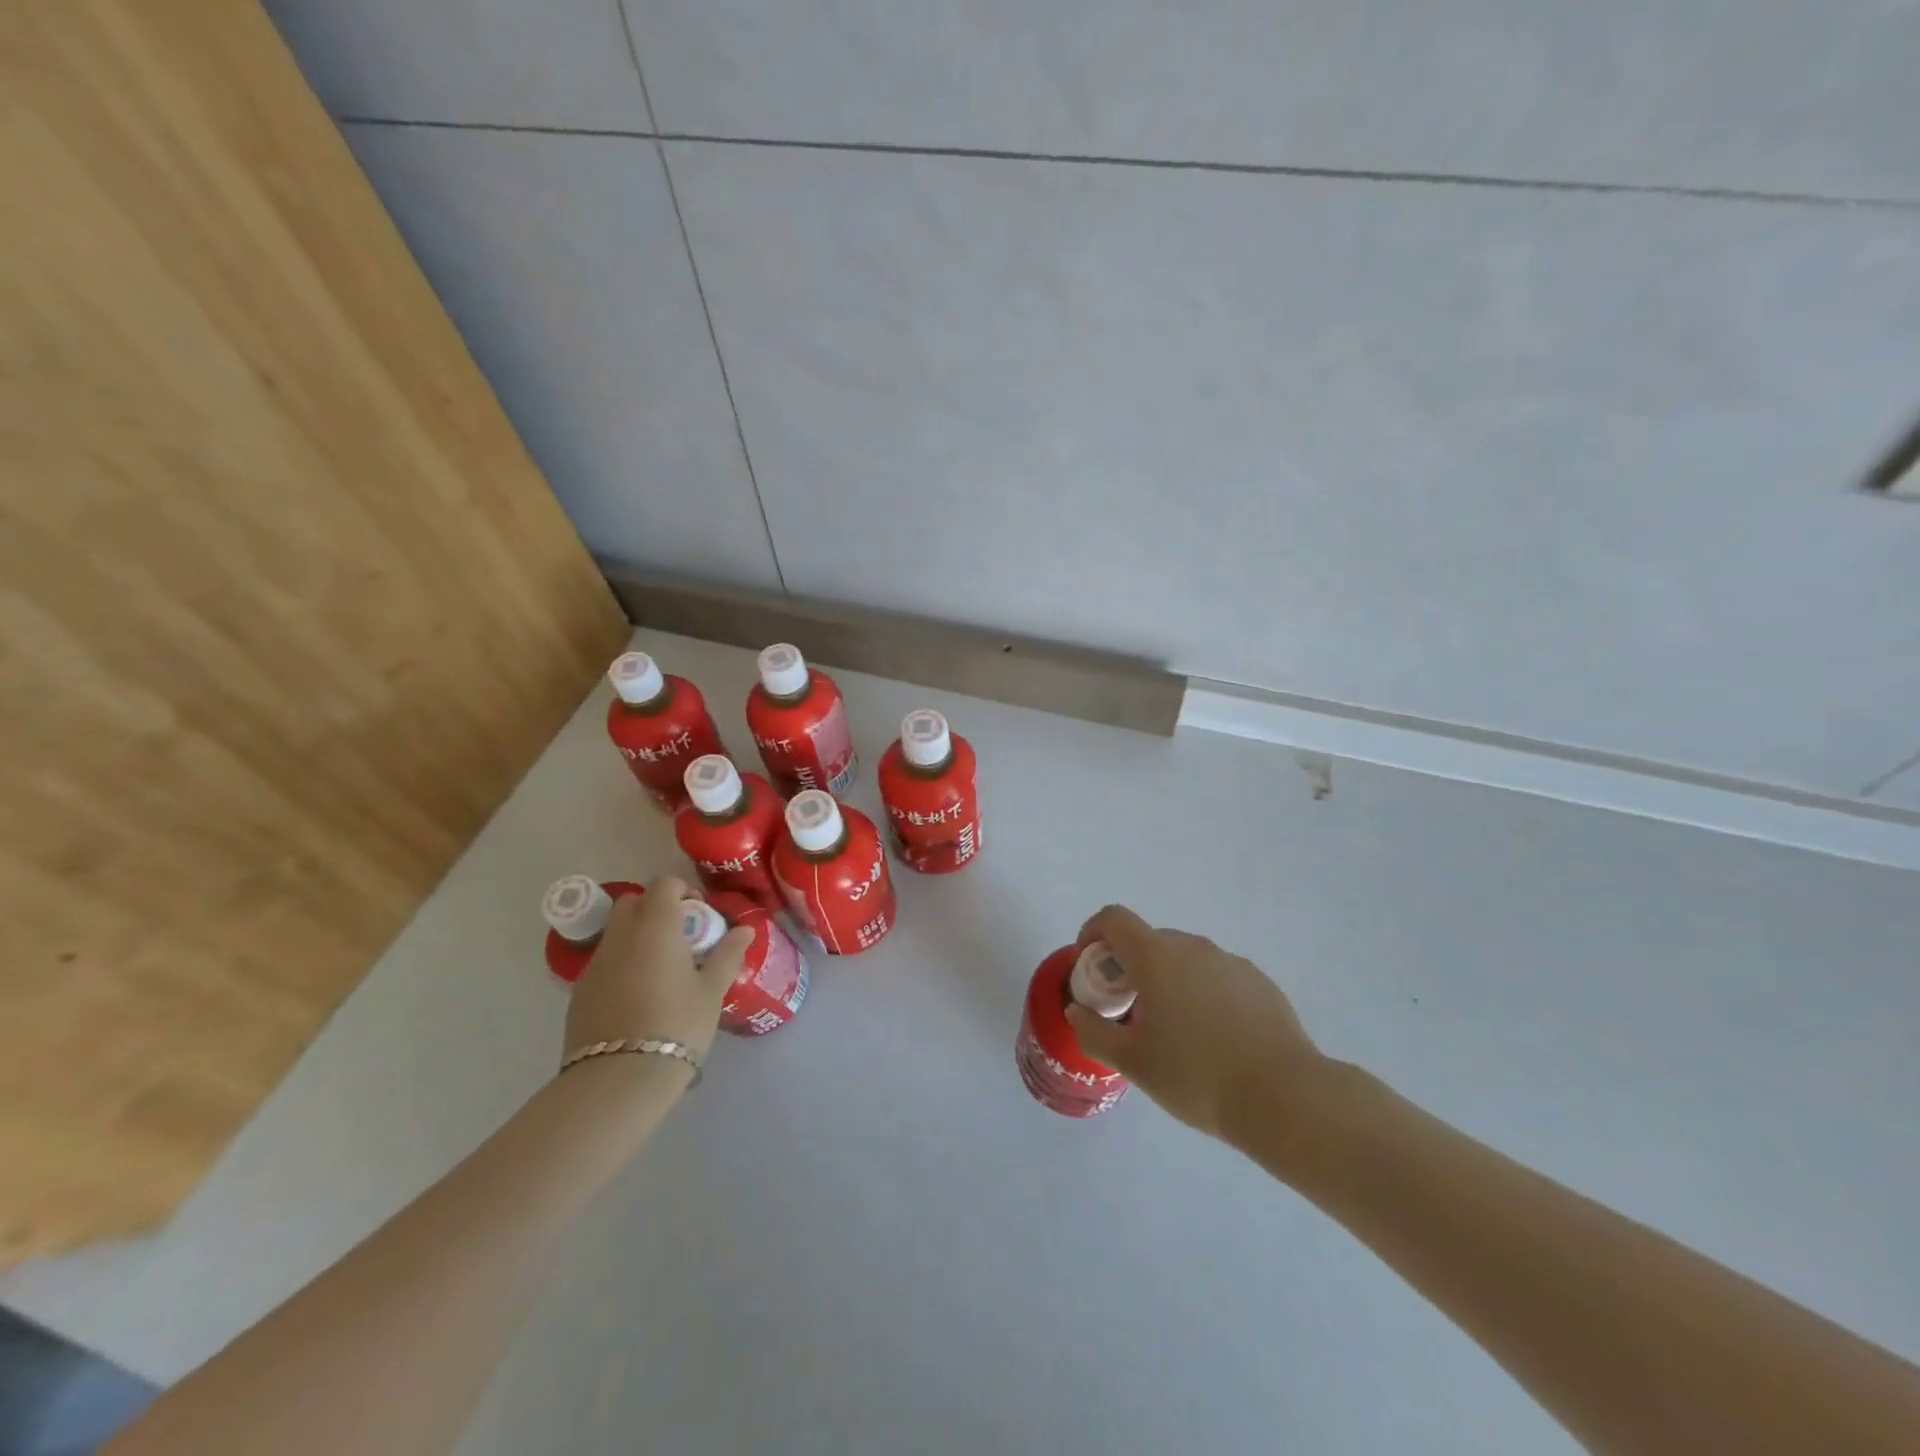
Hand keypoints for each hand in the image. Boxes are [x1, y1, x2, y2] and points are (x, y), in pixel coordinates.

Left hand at [564, 876, 752, 1069]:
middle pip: (633, 902)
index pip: (664, 885)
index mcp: (655, 927)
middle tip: (679, 937)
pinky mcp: (579, 991)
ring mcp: (595, 964)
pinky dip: (621, 964)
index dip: (683, 891)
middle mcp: (621, 936)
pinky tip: (638, 996)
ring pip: (616, 932)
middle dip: (655, 909)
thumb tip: (745, 929)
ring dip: (637, 937)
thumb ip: (728, 955)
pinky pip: (604, 962)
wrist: (618, 1079)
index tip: (698, 916)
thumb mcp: (711, 991)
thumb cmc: (676, 1026)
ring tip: (661, 970)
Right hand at [1065, 905, 1329, 1150]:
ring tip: (1176, 1031)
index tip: (1090, 966)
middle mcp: (1193, 947)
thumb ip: (1095, 1033)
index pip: (1114, 919)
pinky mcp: (1259, 981)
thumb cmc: (1198, 1077)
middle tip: (1129, 1010)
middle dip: (1130, 966)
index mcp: (1157, 958)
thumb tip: (1078, 1012)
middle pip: (1149, 940)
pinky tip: (1215, 1038)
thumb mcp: (1134, 1063)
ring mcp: (1230, 962)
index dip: (1093, 933)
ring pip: (1185, 959)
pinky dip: (1202, 992)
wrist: (1285, 1098)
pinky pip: (1216, 976)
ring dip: (1168, 980)